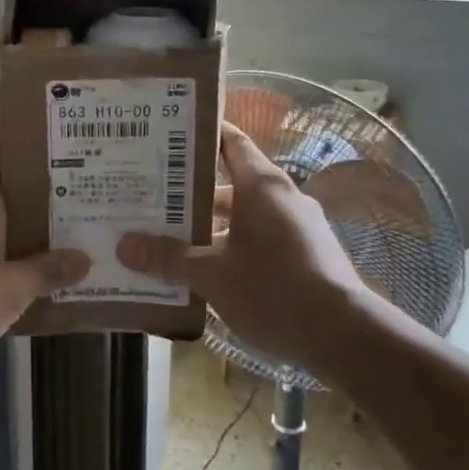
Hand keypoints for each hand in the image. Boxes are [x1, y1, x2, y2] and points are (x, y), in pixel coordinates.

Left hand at [0, 138, 88, 359]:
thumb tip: (84, 258)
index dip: (22, 134)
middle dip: (37, 185)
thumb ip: (47, 270)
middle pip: (2, 184)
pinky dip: (5, 250)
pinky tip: (30, 269)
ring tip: (66, 227)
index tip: (54, 130)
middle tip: (82, 184)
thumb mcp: (12, 287)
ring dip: (23, 221)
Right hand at [117, 122, 379, 369]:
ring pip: (246, 215)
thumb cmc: (273, 288)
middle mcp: (282, 197)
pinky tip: (208, 270)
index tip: (167, 135)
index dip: (201, 134)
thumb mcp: (212, 275)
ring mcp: (299, 226)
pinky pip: (262, 238)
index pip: (230, 141)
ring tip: (172, 236)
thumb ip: (168, 258)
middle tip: (153, 195)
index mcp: (261, 185)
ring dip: (212, 224)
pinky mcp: (307, 255)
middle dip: (193, 190)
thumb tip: (124, 246)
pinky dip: (235, 246)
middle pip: (232, 181)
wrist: (345, 335)